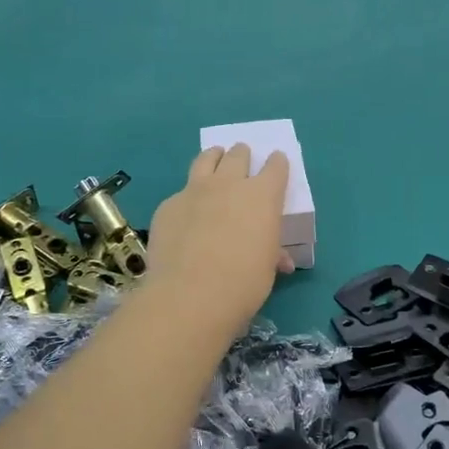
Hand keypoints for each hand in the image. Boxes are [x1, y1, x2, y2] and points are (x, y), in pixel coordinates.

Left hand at [144, 144, 291, 341]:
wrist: (190, 294)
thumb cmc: (243, 283)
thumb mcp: (266, 269)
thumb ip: (272, 255)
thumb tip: (280, 260)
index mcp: (262, 196)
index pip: (275, 167)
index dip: (277, 164)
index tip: (276, 163)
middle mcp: (229, 184)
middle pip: (238, 155)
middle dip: (242, 155)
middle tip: (242, 159)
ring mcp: (195, 191)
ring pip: (206, 159)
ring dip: (214, 157)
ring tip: (215, 159)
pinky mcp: (168, 205)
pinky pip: (181, 192)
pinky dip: (188, 196)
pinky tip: (186, 211)